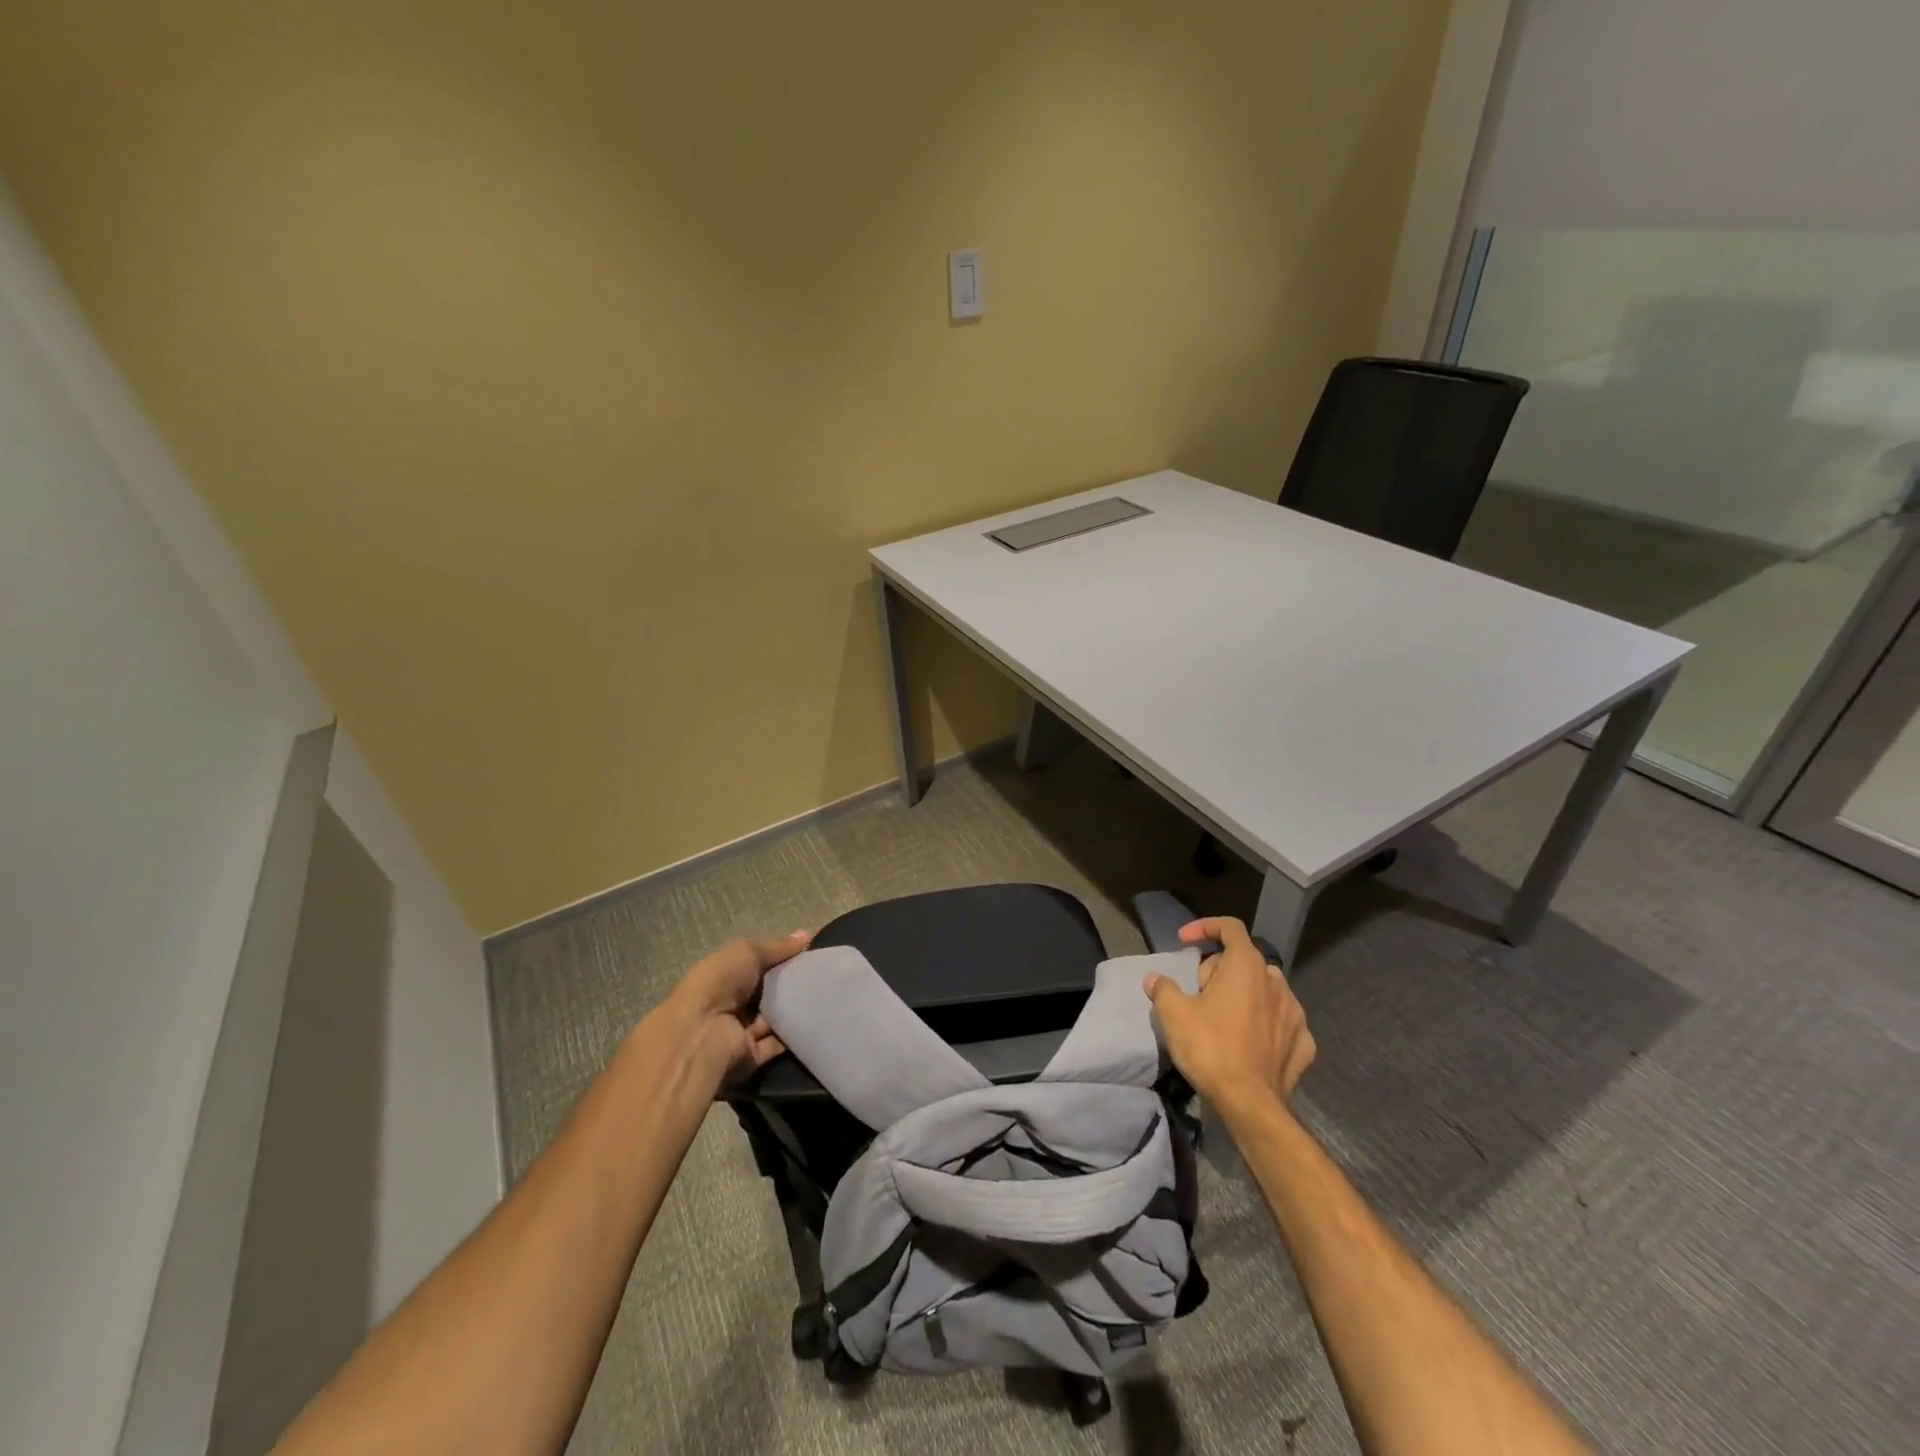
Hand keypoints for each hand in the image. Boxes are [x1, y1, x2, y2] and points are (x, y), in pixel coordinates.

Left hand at [659, 930, 810, 1084]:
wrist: (701, 1034)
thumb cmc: (720, 983)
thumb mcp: (747, 952)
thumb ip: (777, 947)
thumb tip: (807, 934)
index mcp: (725, 975)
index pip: (758, 964)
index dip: (782, 958)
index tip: (810, 952)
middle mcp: (732, 1003)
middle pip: (768, 992)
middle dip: (792, 984)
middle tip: (825, 975)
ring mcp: (741, 1031)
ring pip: (775, 1018)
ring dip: (795, 1010)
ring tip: (828, 996)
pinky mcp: (751, 1055)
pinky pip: (778, 1044)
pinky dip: (795, 1036)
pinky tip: (818, 1022)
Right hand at [1144, 916, 1314, 1105]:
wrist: (1249, 1104)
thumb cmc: (1210, 1047)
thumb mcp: (1173, 1013)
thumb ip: (1163, 988)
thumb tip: (1155, 979)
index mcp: (1247, 966)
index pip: (1230, 927)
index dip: (1205, 927)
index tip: (1184, 941)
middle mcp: (1276, 982)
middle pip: (1244, 961)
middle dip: (1219, 970)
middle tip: (1197, 994)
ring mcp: (1295, 1014)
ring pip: (1265, 991)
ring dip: (1244, 995)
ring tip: (1222, 1018)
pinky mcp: (1304, 1044)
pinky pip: (1281, 1022)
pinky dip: (1265, 1024)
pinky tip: (1250, 1041)